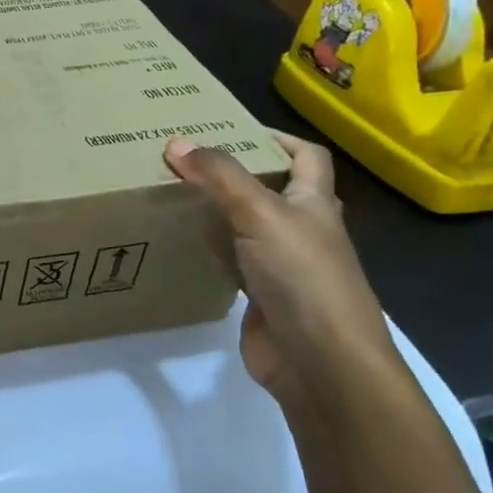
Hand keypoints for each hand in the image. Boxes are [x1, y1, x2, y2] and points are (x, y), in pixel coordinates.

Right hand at [164, 132, 405, 410]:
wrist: (322, 363)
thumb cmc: (302, 276)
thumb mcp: (260, 213)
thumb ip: (219, 177)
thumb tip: (176, 141)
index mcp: (315, 204)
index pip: (307, 157)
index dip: (276, 138)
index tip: (229, 129)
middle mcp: (302, 231)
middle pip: (270, 190)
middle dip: (233, 174)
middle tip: (184, 161)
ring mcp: (283, 267)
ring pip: (246, 228)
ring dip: (215, 213)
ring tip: (171, 195)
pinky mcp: (261, 298)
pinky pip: (231, 264)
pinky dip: (208, 253)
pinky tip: (179, 245)